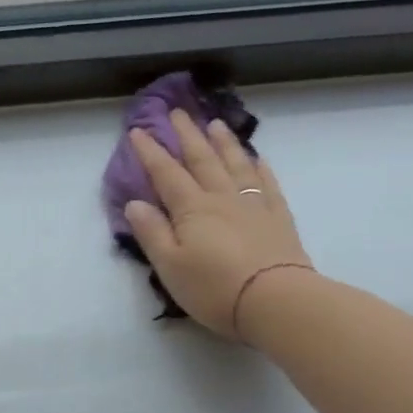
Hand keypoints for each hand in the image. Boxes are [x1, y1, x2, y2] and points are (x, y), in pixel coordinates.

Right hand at [124, 109, 313, 341]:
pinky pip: (267, 184)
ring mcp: (253, 206)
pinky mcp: (278, 219)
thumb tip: (134, 203)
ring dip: (223, 143)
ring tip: (215, 124)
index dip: (150, 152)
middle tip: (177, 112)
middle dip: (187, 135)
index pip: (166, 173)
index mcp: (191, 209)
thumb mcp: (169, 265)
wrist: (275, 300)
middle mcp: (221, 198)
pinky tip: (257, 158)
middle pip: (202, 160)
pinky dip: (259, 168)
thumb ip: (151, 232)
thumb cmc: (213, 287)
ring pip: (235, 164)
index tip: (138, 130)